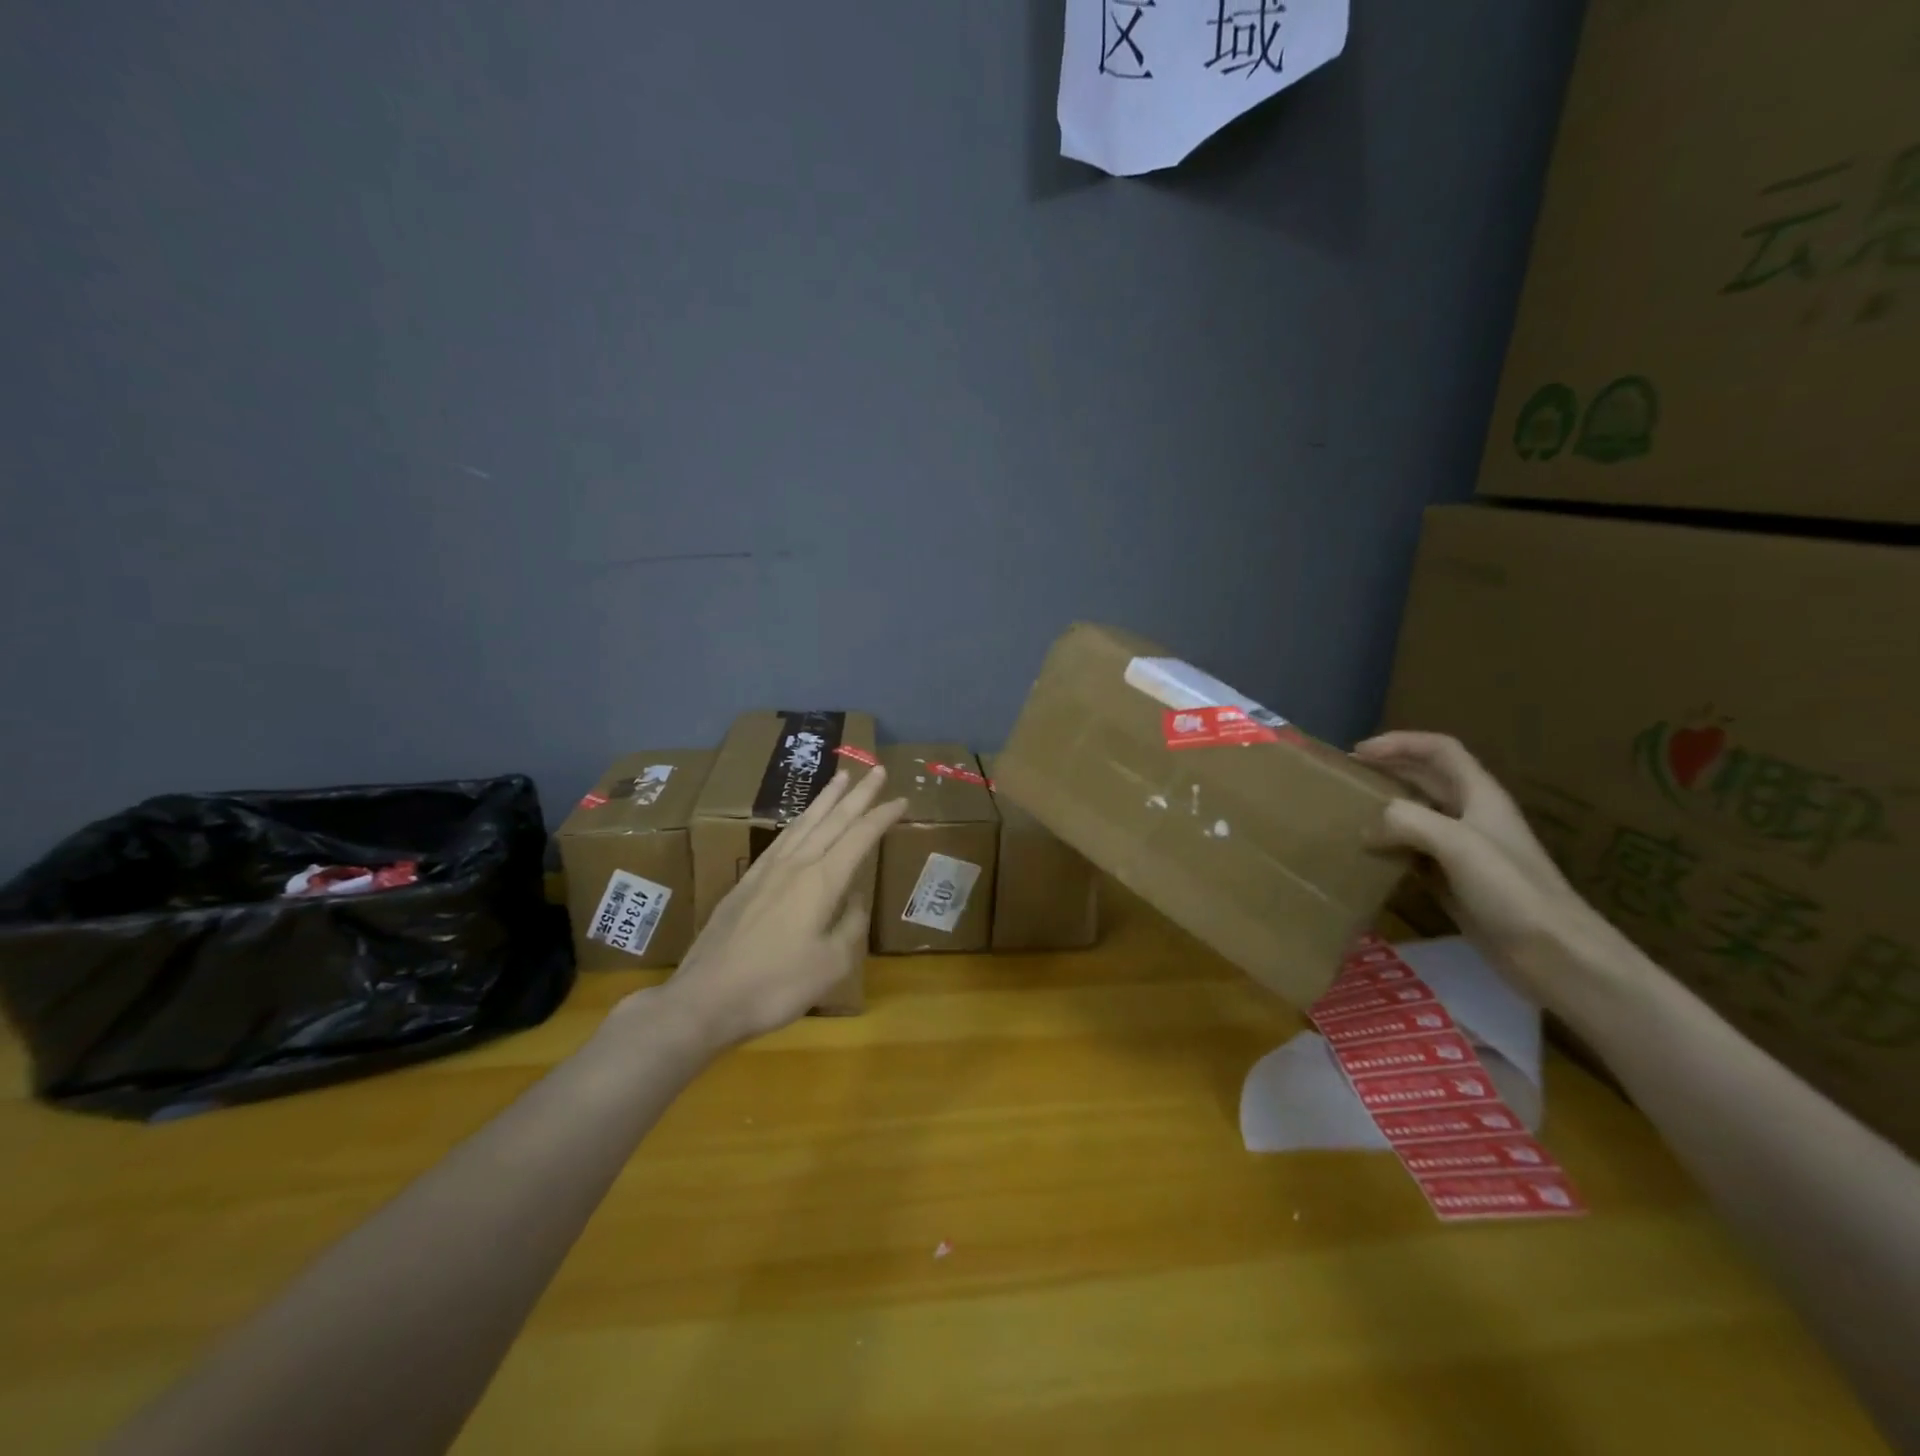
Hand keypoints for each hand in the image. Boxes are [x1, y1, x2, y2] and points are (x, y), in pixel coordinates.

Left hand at [641, 765, 906, 1051]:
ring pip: (804, 823)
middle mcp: (796, 865)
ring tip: (842, 778)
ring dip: (827, 799)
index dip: (882, 816)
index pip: (860, 837)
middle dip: (858, 794)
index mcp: (822, 881)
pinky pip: (782, 838)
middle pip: (833, 819)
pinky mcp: (747, 882)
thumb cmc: (776, 986)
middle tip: (876, 769)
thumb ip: (850, 925)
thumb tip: (853, 898)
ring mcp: (767, 870)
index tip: (902, 799)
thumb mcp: (832, 964)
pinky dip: (800, 821)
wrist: (706, 998)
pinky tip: (802, 821)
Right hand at [1354, 731, 1630, 1008]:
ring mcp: (1463, 851)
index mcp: (1480, 796)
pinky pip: (1412, 853)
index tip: (1359, 752)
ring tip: (1347, 815)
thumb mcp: (1457, 844)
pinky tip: (1365, 856)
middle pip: (1425, 779)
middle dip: (1387, 772)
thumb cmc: (1511, 890)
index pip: (1440, 751)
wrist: (1555, 955)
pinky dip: (1387, 848)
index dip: (1401, 743)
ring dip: (1384, 810)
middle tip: (1344, 780)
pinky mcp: (1453, 882)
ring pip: (1416, 816)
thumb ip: (1406, 822)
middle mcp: (1471, 817)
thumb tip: (1366, 826)